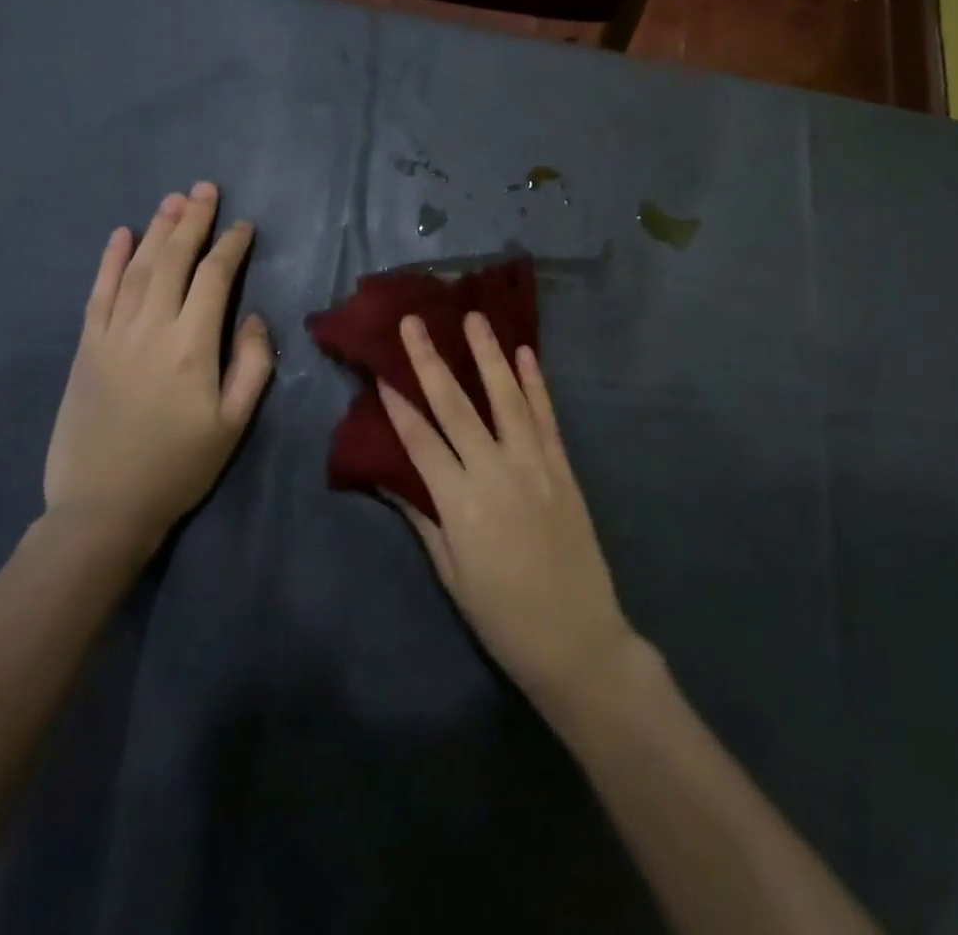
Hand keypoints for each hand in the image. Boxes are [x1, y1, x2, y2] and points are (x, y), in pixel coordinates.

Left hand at [44, 182, 273, 557]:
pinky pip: (98, 293)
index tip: (244, 225)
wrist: (103, 507)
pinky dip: (109, 260)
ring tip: (173, 200)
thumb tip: (253, 317)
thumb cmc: (179, 466)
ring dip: (156, 230)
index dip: (231, 246)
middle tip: (205, 189)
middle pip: (173, 260)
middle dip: (192, 221)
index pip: (214, 278)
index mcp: (192, 346)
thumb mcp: (234, 423)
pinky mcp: (86, 348)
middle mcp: (150, 328)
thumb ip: (251, 364)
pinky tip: (121, 235)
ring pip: (137, 268)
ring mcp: (112, 335)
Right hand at [378, 313, 639, 711]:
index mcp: (459, 504)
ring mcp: (533, 465)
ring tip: (473, 317)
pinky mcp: (562, 468)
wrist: (577, 640)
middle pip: (455, 406)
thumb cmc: (503, 616)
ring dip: (488, 354)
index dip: (397, 405)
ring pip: (506, 398)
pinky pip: (545, 417)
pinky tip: (525, 353)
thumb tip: (389, 477)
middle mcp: (494, 472)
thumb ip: (423, 518)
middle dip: (430, 361)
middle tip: (414, 322)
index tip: (380, 370)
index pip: (420, 441)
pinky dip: (536, 383)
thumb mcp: (451, 574)